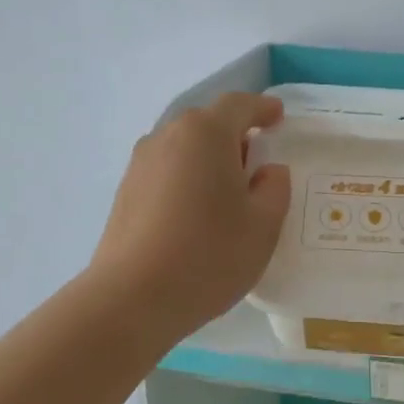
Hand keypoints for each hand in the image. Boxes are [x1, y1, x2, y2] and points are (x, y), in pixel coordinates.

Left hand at [89, 92, 292, 343]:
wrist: (132, 298)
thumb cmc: (208, 254)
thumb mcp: (263, 225)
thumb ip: (275, 188)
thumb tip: (267, 171)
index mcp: (206, 133)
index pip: (239, 105)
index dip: (262, 108)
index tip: (278, 117)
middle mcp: (168, 136)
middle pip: (208, 123)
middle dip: (235, 136)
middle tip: (257, 165)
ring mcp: (141, 163)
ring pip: (185, 147)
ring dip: (209, 159)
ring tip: (227, 194)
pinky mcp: (125, 191)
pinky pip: (167, 170)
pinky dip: (187, 179)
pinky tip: (197, 214)